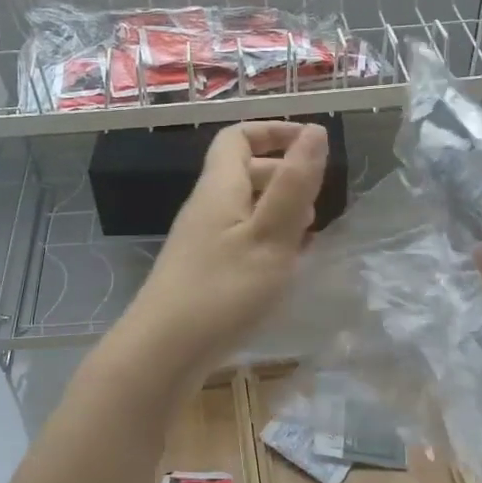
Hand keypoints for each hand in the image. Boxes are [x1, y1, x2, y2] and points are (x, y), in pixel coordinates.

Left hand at [116, 121, 327, 383]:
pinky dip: (267, 240)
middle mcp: (207, 207)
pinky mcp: (203, 270)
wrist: (163, 351)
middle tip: (318, 201)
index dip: (273, 132)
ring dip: (279, 211)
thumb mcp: (270, 235)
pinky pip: (240, 238)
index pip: (238, 137)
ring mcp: (201, 240)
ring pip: (245, 208)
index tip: (311, 143)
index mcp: (220, 188)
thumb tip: (315, 131)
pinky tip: (284, 266)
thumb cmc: (223, 290)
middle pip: (244, 172)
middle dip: (284, 176)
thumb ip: (295, 184)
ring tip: (309, 235)